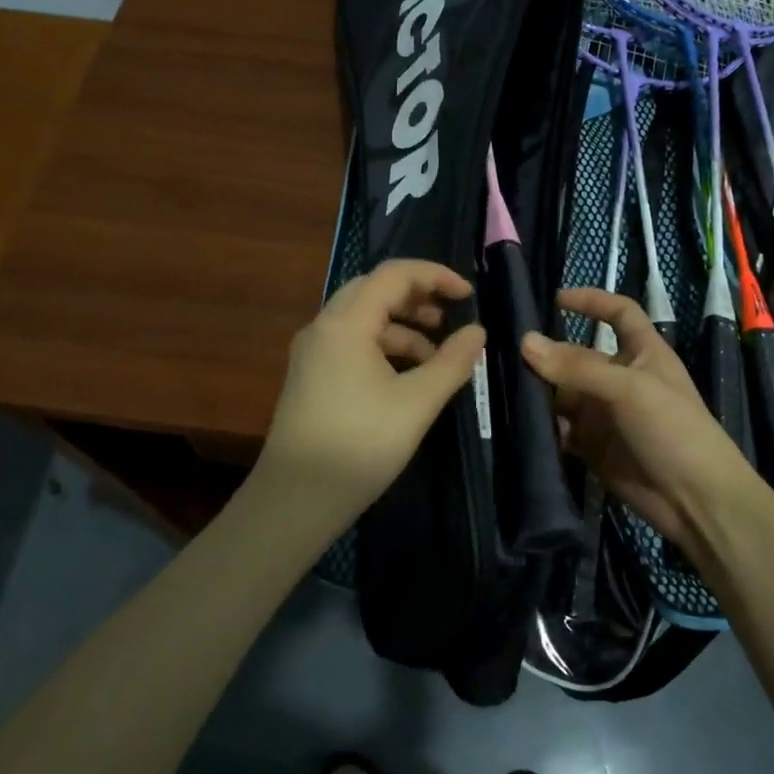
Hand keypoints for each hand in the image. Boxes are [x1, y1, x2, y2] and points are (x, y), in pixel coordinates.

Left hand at [254, 259, 486, 537]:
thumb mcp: (417, 403)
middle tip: (450, 316)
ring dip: (402, 327)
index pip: (394, 275)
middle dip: (417, 298)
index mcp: (346, 323)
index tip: (468, 295)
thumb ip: (452, 362)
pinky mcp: (311, 376)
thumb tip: (477, 332)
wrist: (296, 498)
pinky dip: (383, 347)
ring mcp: (313, 352)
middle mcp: (323, 327)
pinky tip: (406, 375)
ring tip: (436, 354)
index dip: (435, 276)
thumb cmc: (360, 444)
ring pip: (362, 319)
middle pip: (374, 291)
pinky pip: (351, 343)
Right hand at [521, 287, 758, 549]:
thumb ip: (578, 366)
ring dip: (538, 393)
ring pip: (562, 394)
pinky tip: (521, 425)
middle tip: (502, 354)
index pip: (619, 314)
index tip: (555, 298)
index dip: (592, 301)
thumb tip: (525, 342)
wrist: (696, 502)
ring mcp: (605, 415)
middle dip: (546, 356)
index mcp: (643, 353)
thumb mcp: (630, 389)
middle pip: (577, 357)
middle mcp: (621, 379)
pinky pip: (560, 429)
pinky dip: (543, 427)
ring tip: (503, 390)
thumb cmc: (674, 430)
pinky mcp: (592, 447)